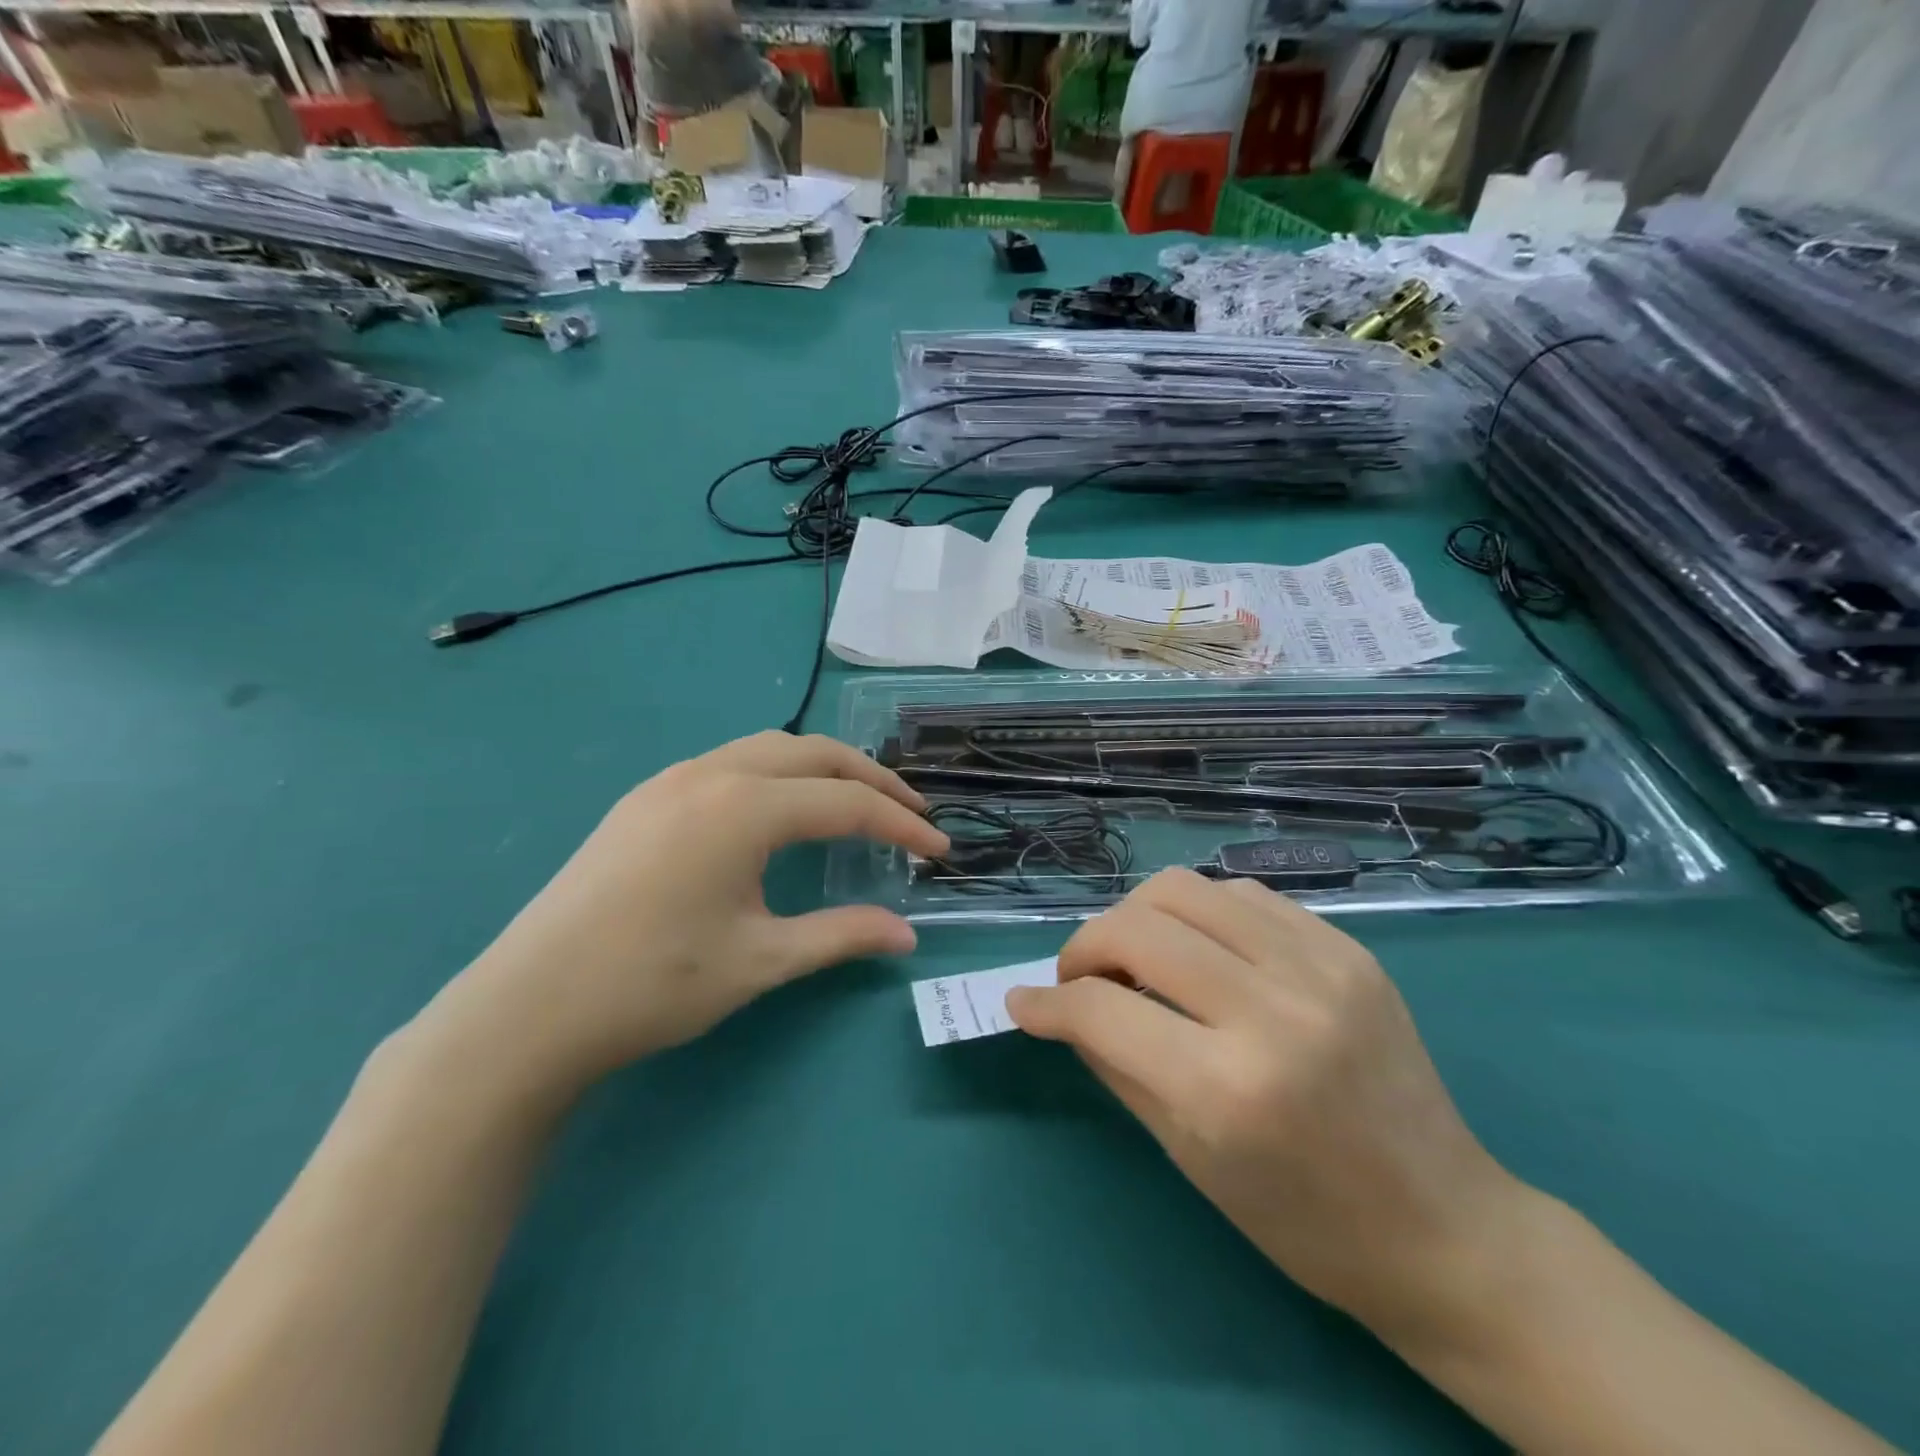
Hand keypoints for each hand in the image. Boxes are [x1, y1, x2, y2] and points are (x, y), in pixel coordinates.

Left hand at [422, 733, 947, 1099]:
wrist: (527, 1009)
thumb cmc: (653, 984)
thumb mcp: (761, 961)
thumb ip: (841, 936)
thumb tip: (909, 936)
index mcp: (742, 808)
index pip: (846, 803)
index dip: (900, 826)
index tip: (938, 851)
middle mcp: (710, 774)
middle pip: (814, 754)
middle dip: (871, 779)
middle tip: (910, 814)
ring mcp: (670, 780)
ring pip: (769, 749)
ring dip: (823, 769)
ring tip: (857, 803)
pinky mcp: (645, 798)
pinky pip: (731, 762)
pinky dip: (778, 774)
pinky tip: (782, 811)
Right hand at [1007, 869, 1527, 1345]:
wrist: (1442, 1225)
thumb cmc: (1301, 1218)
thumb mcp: (1186, 1155)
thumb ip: (1112, 1063)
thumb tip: (1055, 1006)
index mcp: (1227, 1087)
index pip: (1100, 1008)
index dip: (1048, 1002)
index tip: (1027, 1003)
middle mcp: (1272, 1010)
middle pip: (1136, 927)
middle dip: (1085, 947)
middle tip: (1081, 978)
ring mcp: (1318, 967)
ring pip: (1184, 888)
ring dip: (1137, 916)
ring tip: (1137, 954)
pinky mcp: (1347, 948)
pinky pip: (1242, 894)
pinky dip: (1199, 914)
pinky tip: (1201, 951)